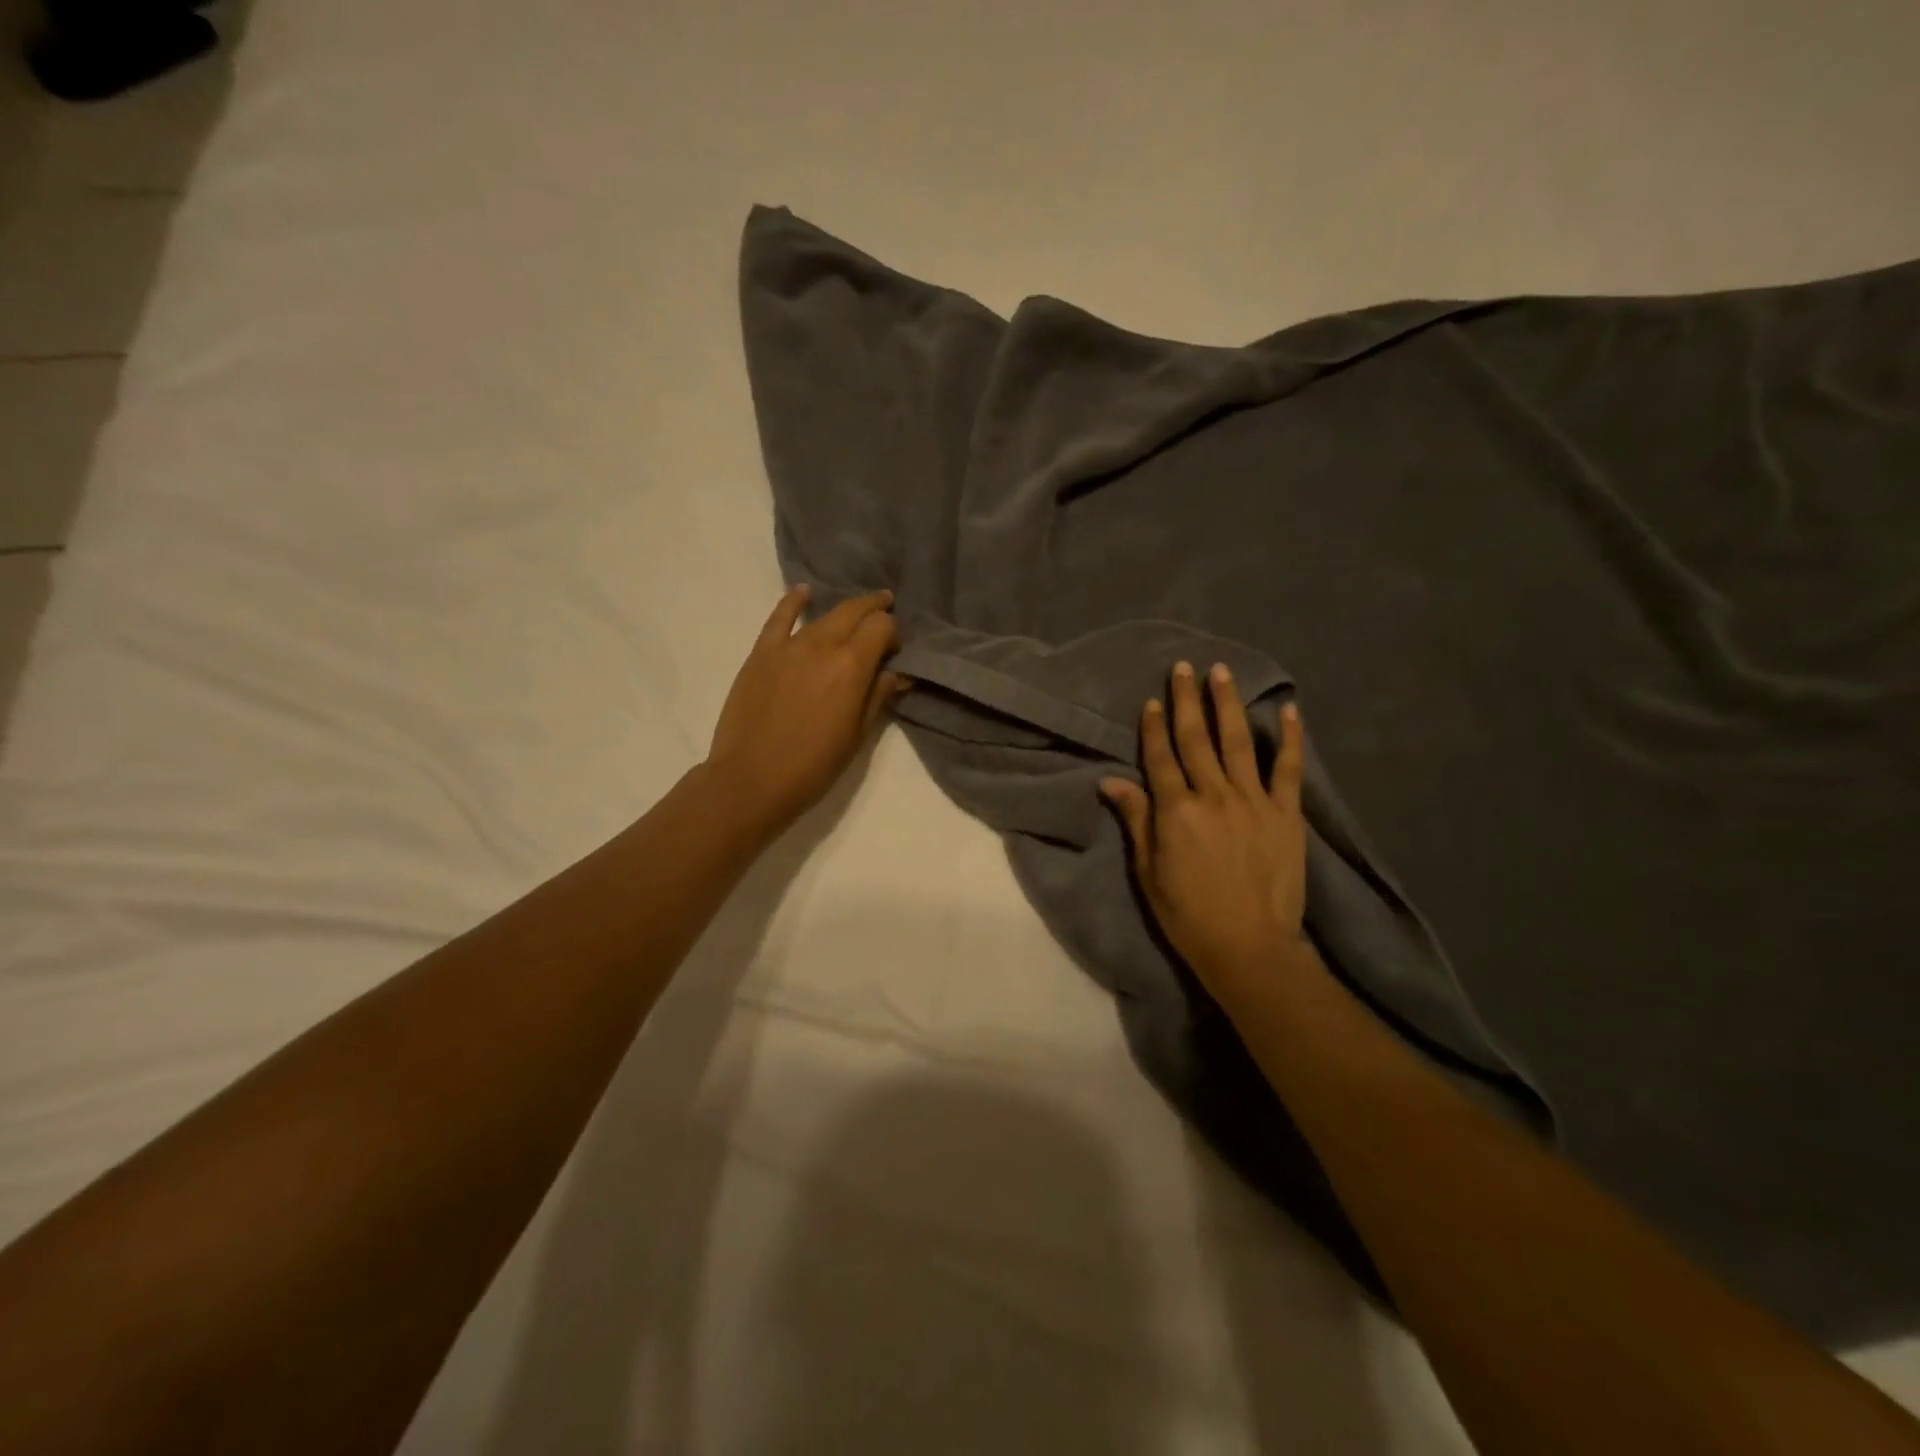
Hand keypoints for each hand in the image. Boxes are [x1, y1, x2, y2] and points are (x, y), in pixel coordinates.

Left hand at [705, 585, 907, 834]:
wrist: (752, 779)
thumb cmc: (814, 765)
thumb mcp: (857, 735)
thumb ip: (878, 696)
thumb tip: (897, 673)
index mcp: (852, 666)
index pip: (881, 627)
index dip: (893, 632)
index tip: (894, 650)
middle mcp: (822, 645)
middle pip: (854, 612)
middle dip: (874, 609)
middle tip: (885, 611)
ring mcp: (788, 646)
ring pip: (823, 615)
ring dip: (844, 611)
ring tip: (856, 611)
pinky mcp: (761, 653)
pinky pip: (779, 617)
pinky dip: (794, 601)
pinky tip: (804, 592)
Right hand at [1100, 662, 1307, 999]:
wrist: (1248, 946)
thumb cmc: (1187, 913)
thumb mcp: (1148, 871)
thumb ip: (1136, 819)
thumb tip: (1110, 780)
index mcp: (1176, 810)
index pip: (1161, 757)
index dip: (1155, 726)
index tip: (1154, 698)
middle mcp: (1212, 795)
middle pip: (1196, 739)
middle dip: (1187, 700)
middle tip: (1184, 667)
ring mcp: (1252, 801)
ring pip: (1236, 742)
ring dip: (1227, 705)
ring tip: (1222, 672)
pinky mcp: (1285, 813)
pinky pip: (1287, 769)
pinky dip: (1288, 738)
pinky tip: (1286, 710)